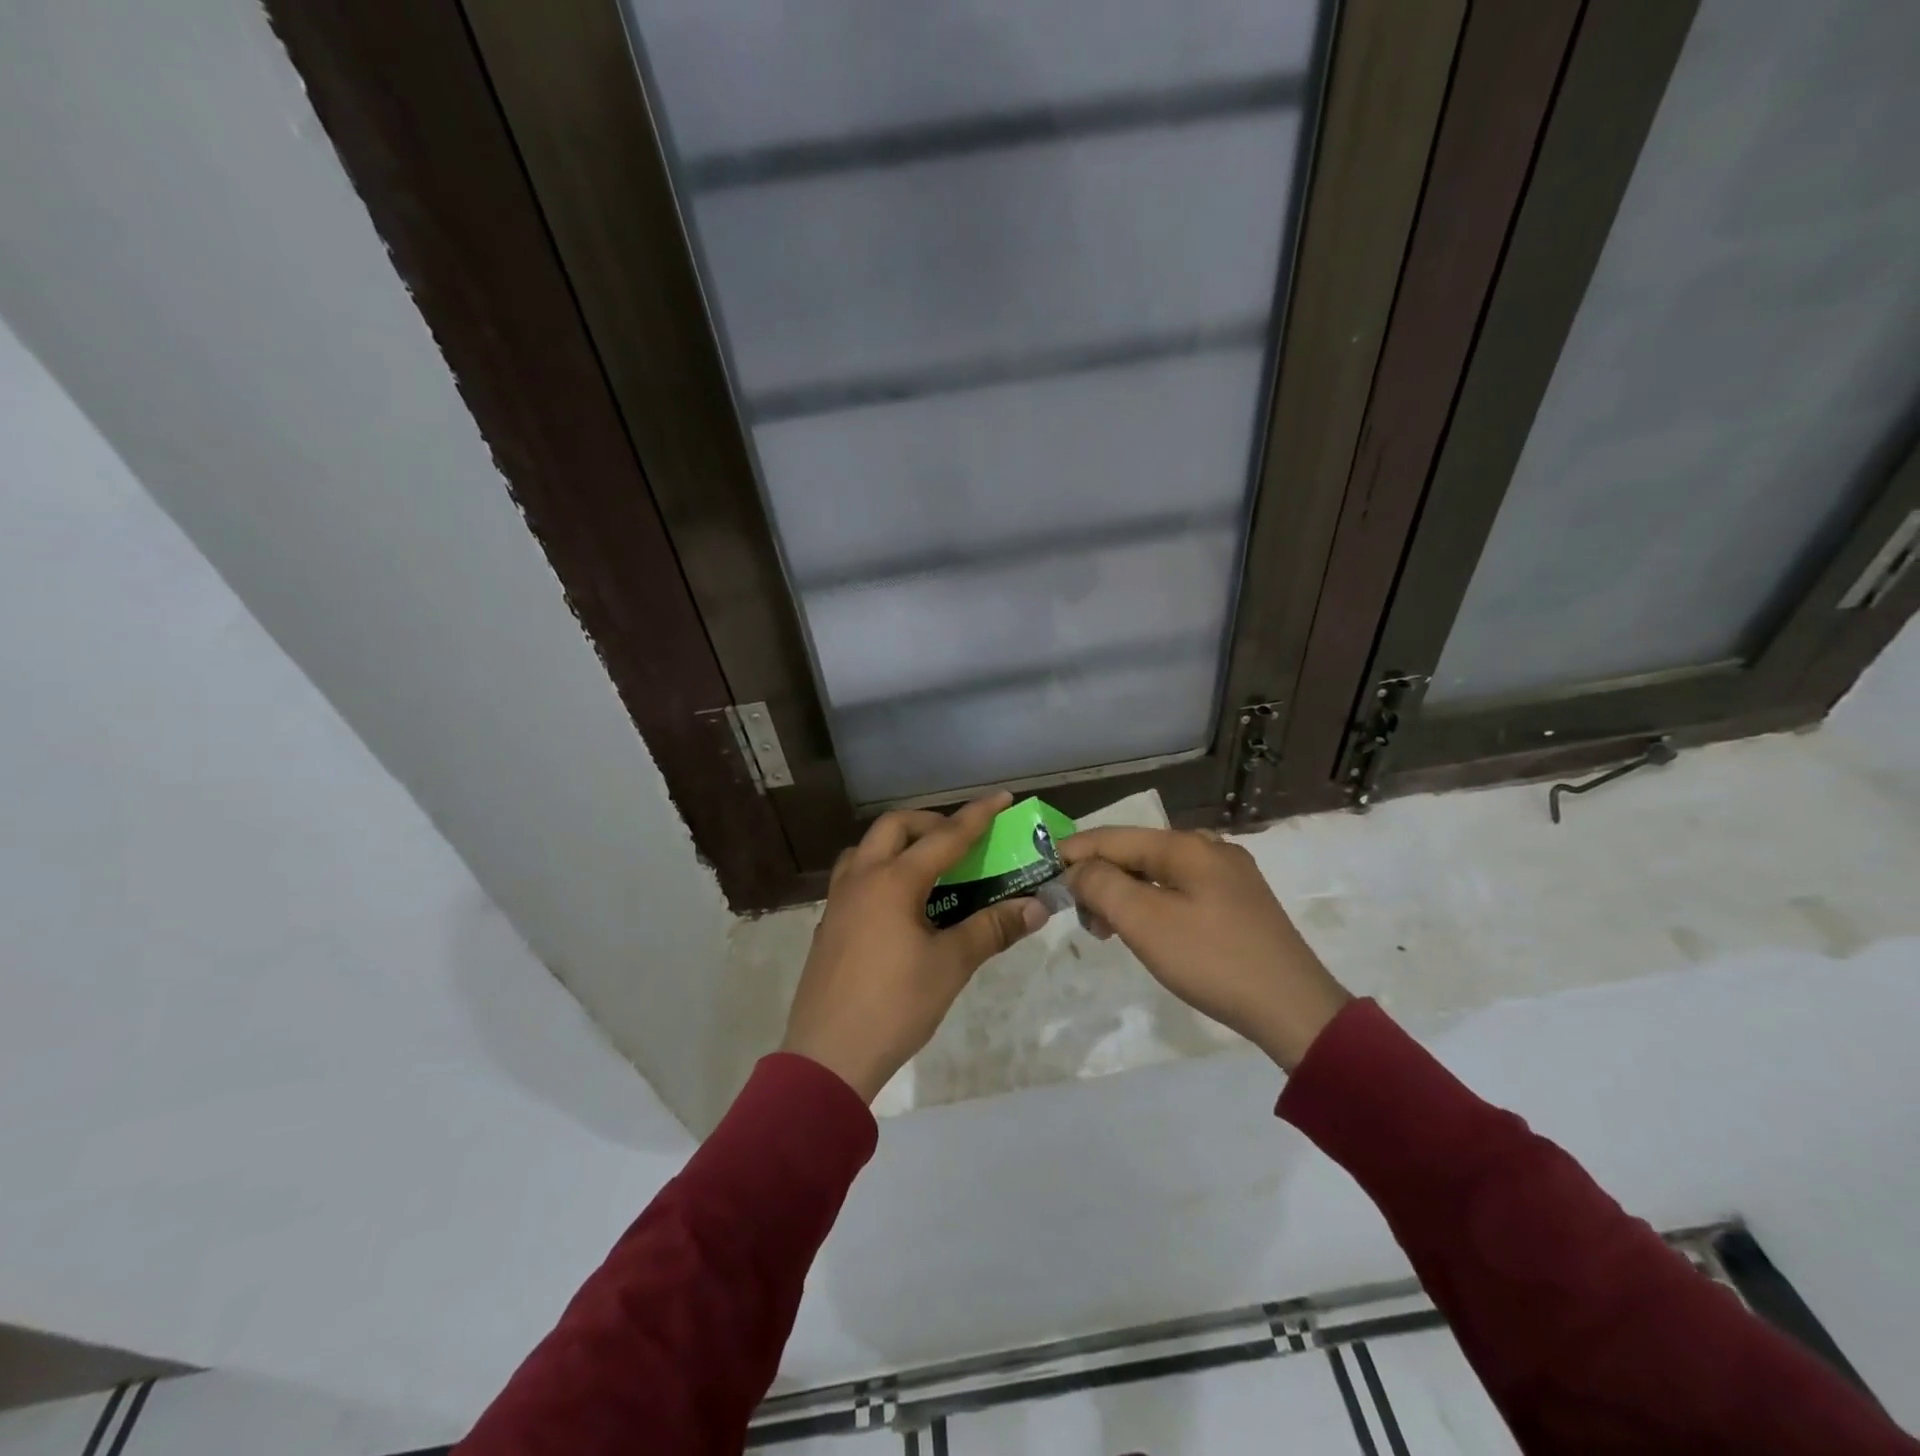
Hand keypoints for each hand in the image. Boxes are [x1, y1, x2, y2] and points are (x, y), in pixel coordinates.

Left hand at [781, 792, 1048, 1101]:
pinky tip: (898, 904)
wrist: (828, 1056)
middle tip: (960, 840)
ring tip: (927, 866)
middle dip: (931, 823)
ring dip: (898, 844)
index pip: (945, 837)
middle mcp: (861, 878)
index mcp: (893, 881)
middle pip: (895, 827)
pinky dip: (881, 870)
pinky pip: (855, 876)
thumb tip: (1036, 907)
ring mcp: (838, 900)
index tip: (1002, 797)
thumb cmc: (895, 1006)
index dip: (977, 816)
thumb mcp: (951, 965)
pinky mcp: (829, 924)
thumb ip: (992, 929)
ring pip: (866, 849)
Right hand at [1060, 828, 1350, 1071]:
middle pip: (1135, 853)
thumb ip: (1101, 885)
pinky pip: (1180, 890)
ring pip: (1157, 873)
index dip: (1073, 852)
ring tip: (1111, 932)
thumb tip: (1077, 869)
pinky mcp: (1238, 902)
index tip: (1043, 874)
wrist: (1294, 1009)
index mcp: (1187, 845)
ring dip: (1125, 896)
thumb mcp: (1145, 922)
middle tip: (1084, 921)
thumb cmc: (1212, 960)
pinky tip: (1148, 932)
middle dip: (1101, 879)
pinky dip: (1152, 906)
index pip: (1113, 837)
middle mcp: (1209, 848)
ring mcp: (1228, 875)